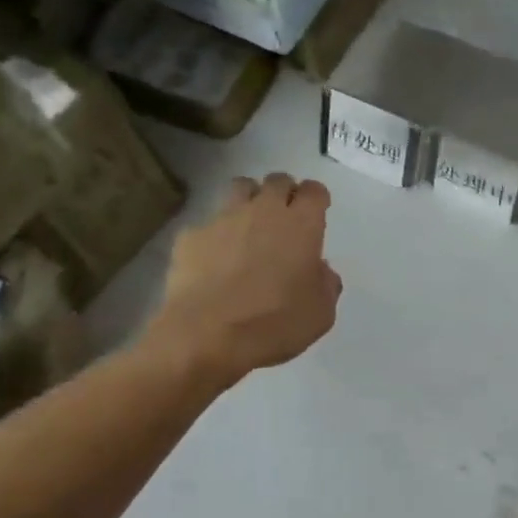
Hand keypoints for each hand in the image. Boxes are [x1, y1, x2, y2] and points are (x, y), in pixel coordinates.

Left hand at [148, 174, 342, 384]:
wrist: (206, 336)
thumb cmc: (275, 323)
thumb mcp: (321, 313)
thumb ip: (326, 284)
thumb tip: (319, 270)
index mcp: (302, 225)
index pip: (315, 191)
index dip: (317, 199)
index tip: (317, 214)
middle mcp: (264, 211)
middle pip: (277, 181)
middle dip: (285, 193)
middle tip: (285, 219)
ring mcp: (224, 219)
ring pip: (240, 188)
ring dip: (250, 200)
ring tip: (250, 226)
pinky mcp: (191, 236)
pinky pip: (208, 224)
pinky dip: (216, 235)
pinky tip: (215, 260)